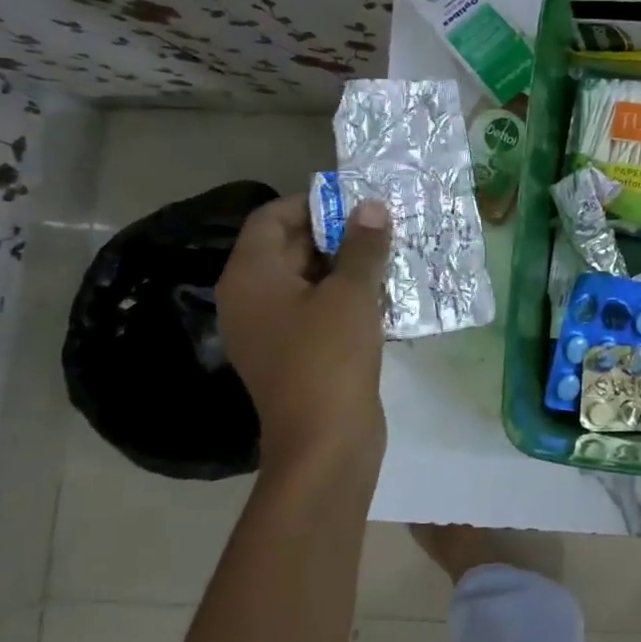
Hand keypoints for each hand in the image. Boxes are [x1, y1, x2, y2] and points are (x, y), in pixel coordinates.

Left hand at [217, 195, 391, 475]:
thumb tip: (371, 207)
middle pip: (288, 246)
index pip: (273, 218)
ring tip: (389, 253)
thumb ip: (363, 246)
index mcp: (251, 276)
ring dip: (346, 265)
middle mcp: (251, 298)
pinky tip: (384, 293)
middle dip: (336, 233)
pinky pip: (316, 309)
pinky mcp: (294, 353)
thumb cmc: (330, 357)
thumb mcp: (352, 293)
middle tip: (382, 224)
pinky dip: (345, 296)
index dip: (313, 203)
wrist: (325, 441)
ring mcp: (271, 329)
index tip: (358, 200)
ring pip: (307, 279)